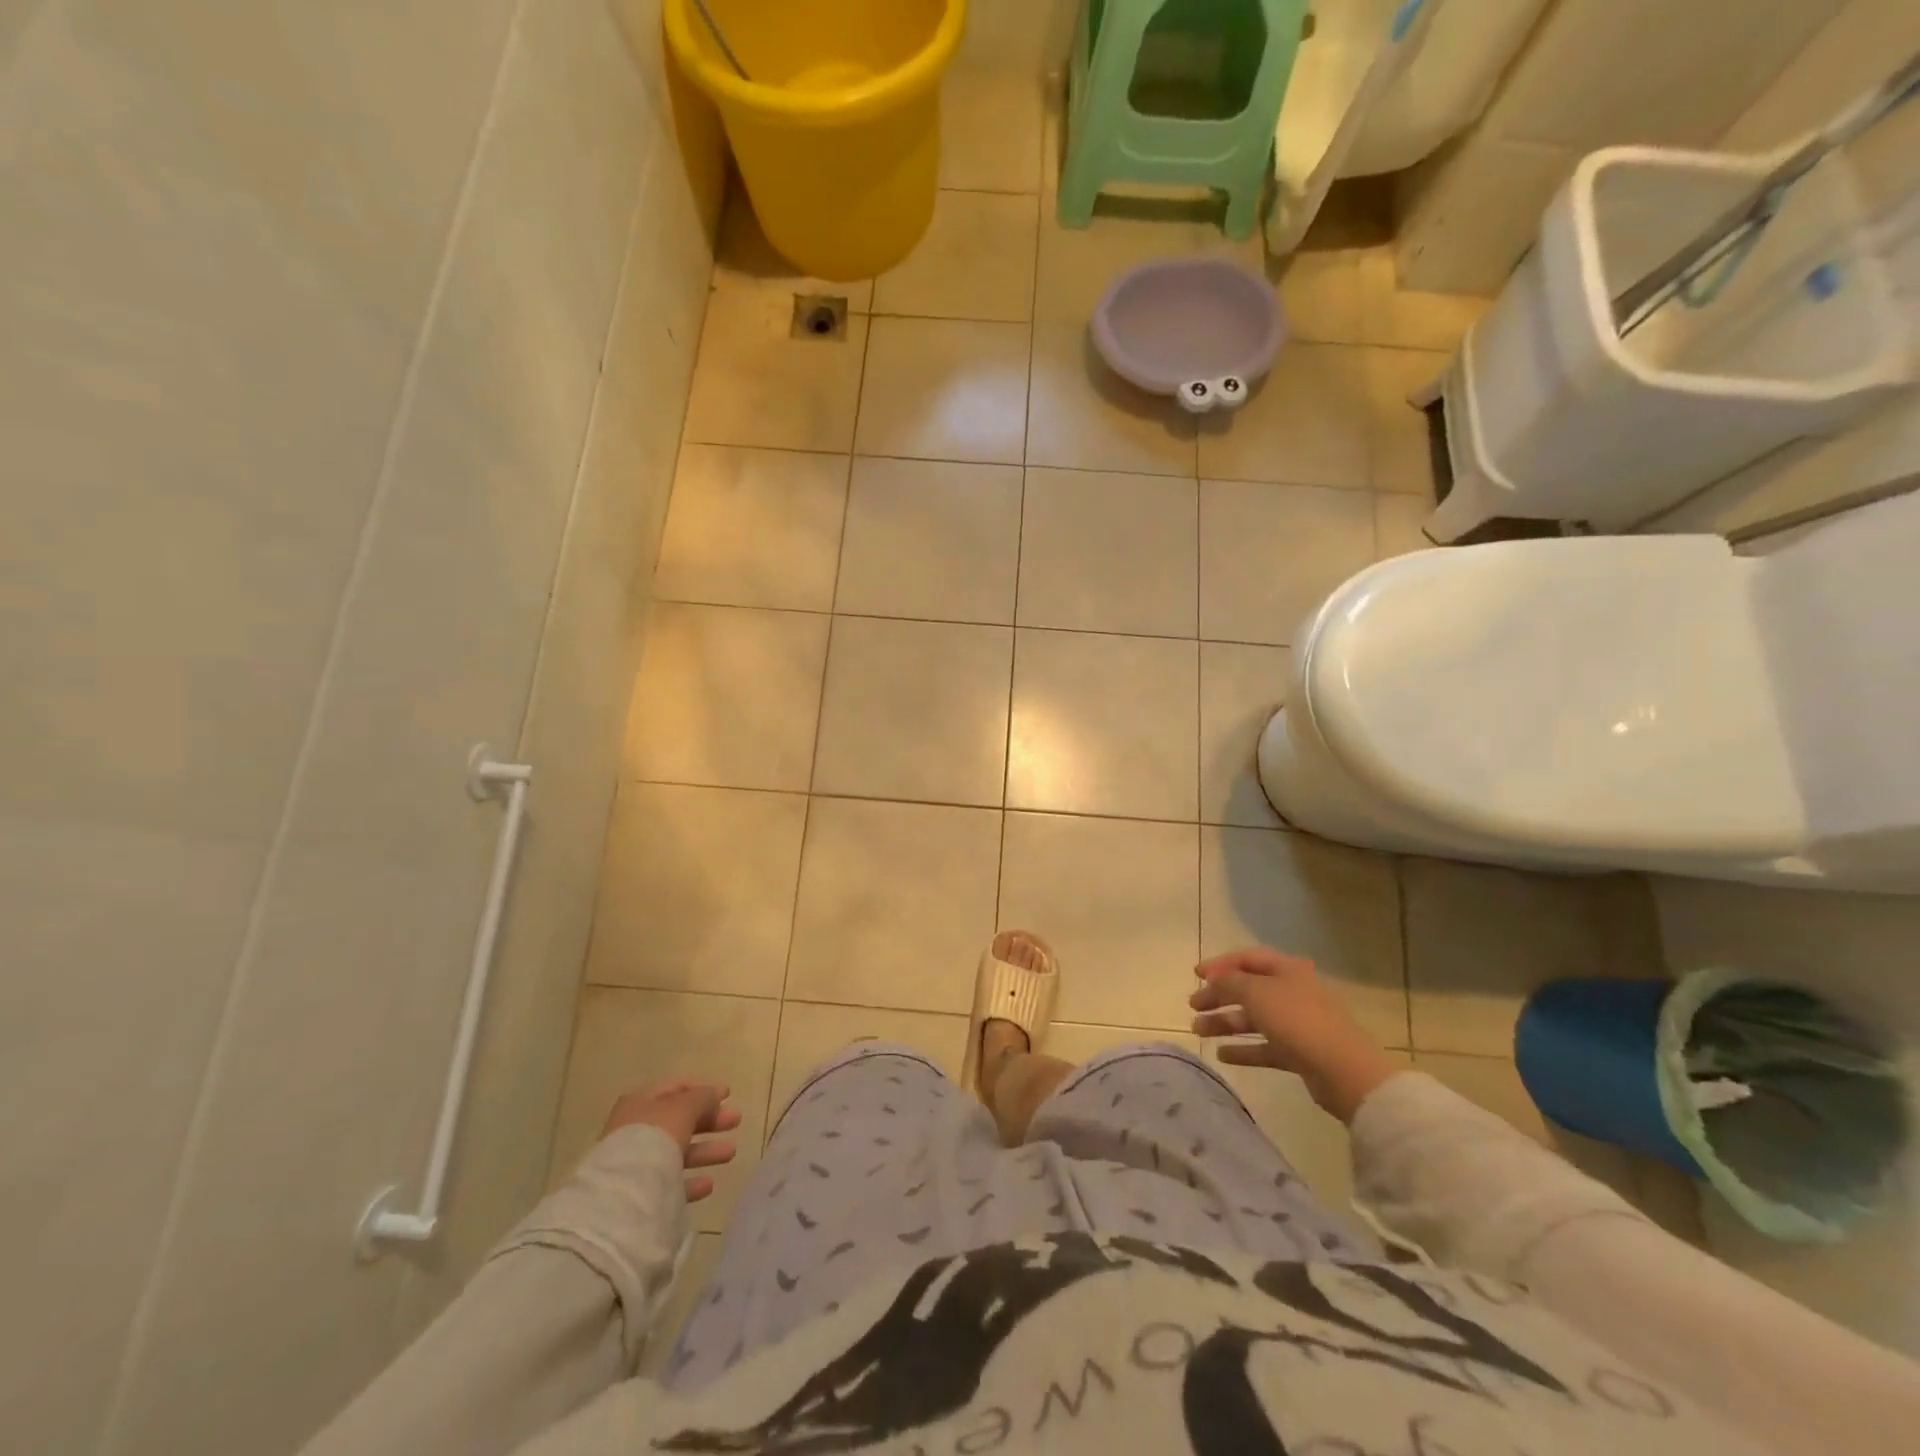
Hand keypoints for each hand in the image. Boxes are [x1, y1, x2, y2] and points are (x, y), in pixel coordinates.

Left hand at [600, 1080, 740, 1201]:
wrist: (623, 1194)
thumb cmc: (654, 1138)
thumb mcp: (683, 1108)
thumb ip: (702, 1098)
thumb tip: (715, 1093)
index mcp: (641, 1102)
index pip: (675, 1088)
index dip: (702, 1089)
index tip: (728, 1094)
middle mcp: (636, 1129)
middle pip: (679, 1120)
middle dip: (710, 1120)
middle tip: (736, 1121)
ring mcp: (636, 1163)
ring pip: (677, 1151)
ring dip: (706, 1150)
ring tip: (731, 1152)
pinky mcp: (640, 1193)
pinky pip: (671, 1182)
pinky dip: (691, 1180)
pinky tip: (709, 1183)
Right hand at [1189, 947, 1400, 1122]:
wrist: (1343, 1070)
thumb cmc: (1296, 1020)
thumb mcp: (1256, 992)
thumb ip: (1229, 982)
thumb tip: (1214, 978)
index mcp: (1287, 969)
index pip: (1247, 959)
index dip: (1220, 964)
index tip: (1195, 974)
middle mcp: (1292, 991)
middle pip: (1248, 989)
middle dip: (1218, 996)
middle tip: (1194, 1005)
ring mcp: (1297, 1023)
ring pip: (1254, 1018)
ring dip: (1225, 1022)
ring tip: (1199, 1031)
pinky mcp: (1299, 1052)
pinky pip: (1265, 1046)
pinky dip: (1243, 1049)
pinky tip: (1222, 1055)